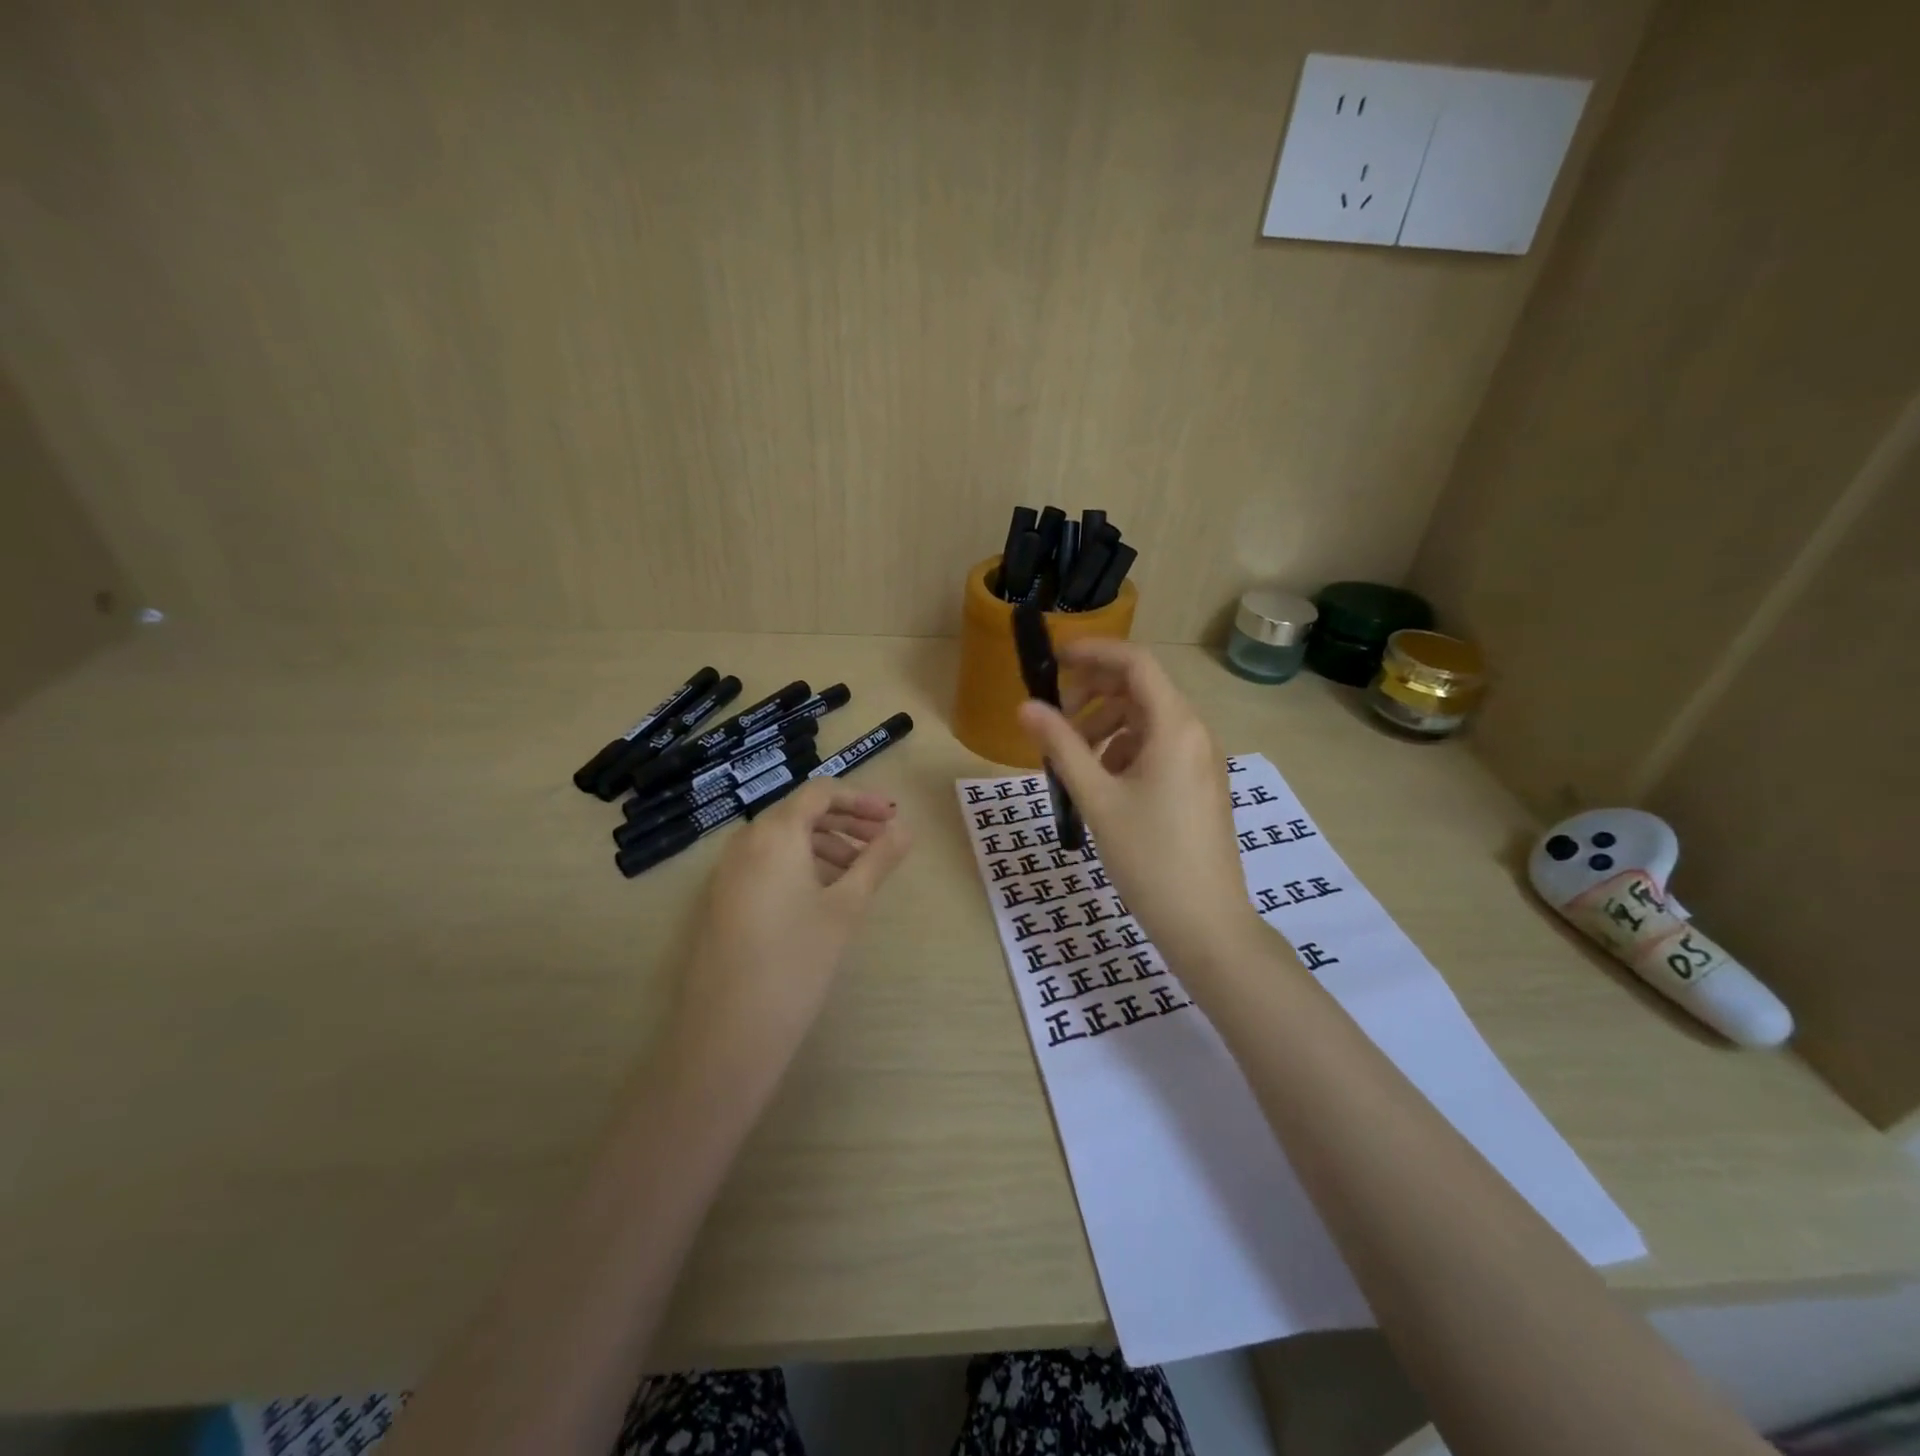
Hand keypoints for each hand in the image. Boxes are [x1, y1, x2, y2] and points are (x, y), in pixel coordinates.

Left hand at [669, 782, 911, 1084]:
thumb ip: (877, 861)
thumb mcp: (846, 907)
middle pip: (800, 813)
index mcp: (775, 833)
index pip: (820, 793)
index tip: (891, 818)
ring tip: (858, 873)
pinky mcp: (721, 900)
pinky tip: (822, 896)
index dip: (860, 799)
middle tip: (882, 842)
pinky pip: (765, 864)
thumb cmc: (798, 960)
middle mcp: (745, 842)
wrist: (729, 1031)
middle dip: (845, 822)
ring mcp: (727, 872)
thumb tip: (906, 829)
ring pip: (782, 840)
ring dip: (824, 845)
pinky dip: (799, 865)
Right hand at [1018, 639, 1262, 970]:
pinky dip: (1124, 750)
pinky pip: (1158, 747)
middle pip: (1140, 689)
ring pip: (1147, 720)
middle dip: (1094, 693)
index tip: (1053, 659)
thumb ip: (1060, 746)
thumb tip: (1025, 706)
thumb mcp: (1097, 798)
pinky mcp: (1198, 783)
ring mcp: (1200, 759)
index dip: (1093, 651)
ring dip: (1105, 725)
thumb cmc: (1149, 857)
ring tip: (1072, 758)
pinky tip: (1102, 782)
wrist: (1205, 922)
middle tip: (1054, 717)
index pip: (1135, 663)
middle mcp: (1194, 732)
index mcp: (1175, 726)